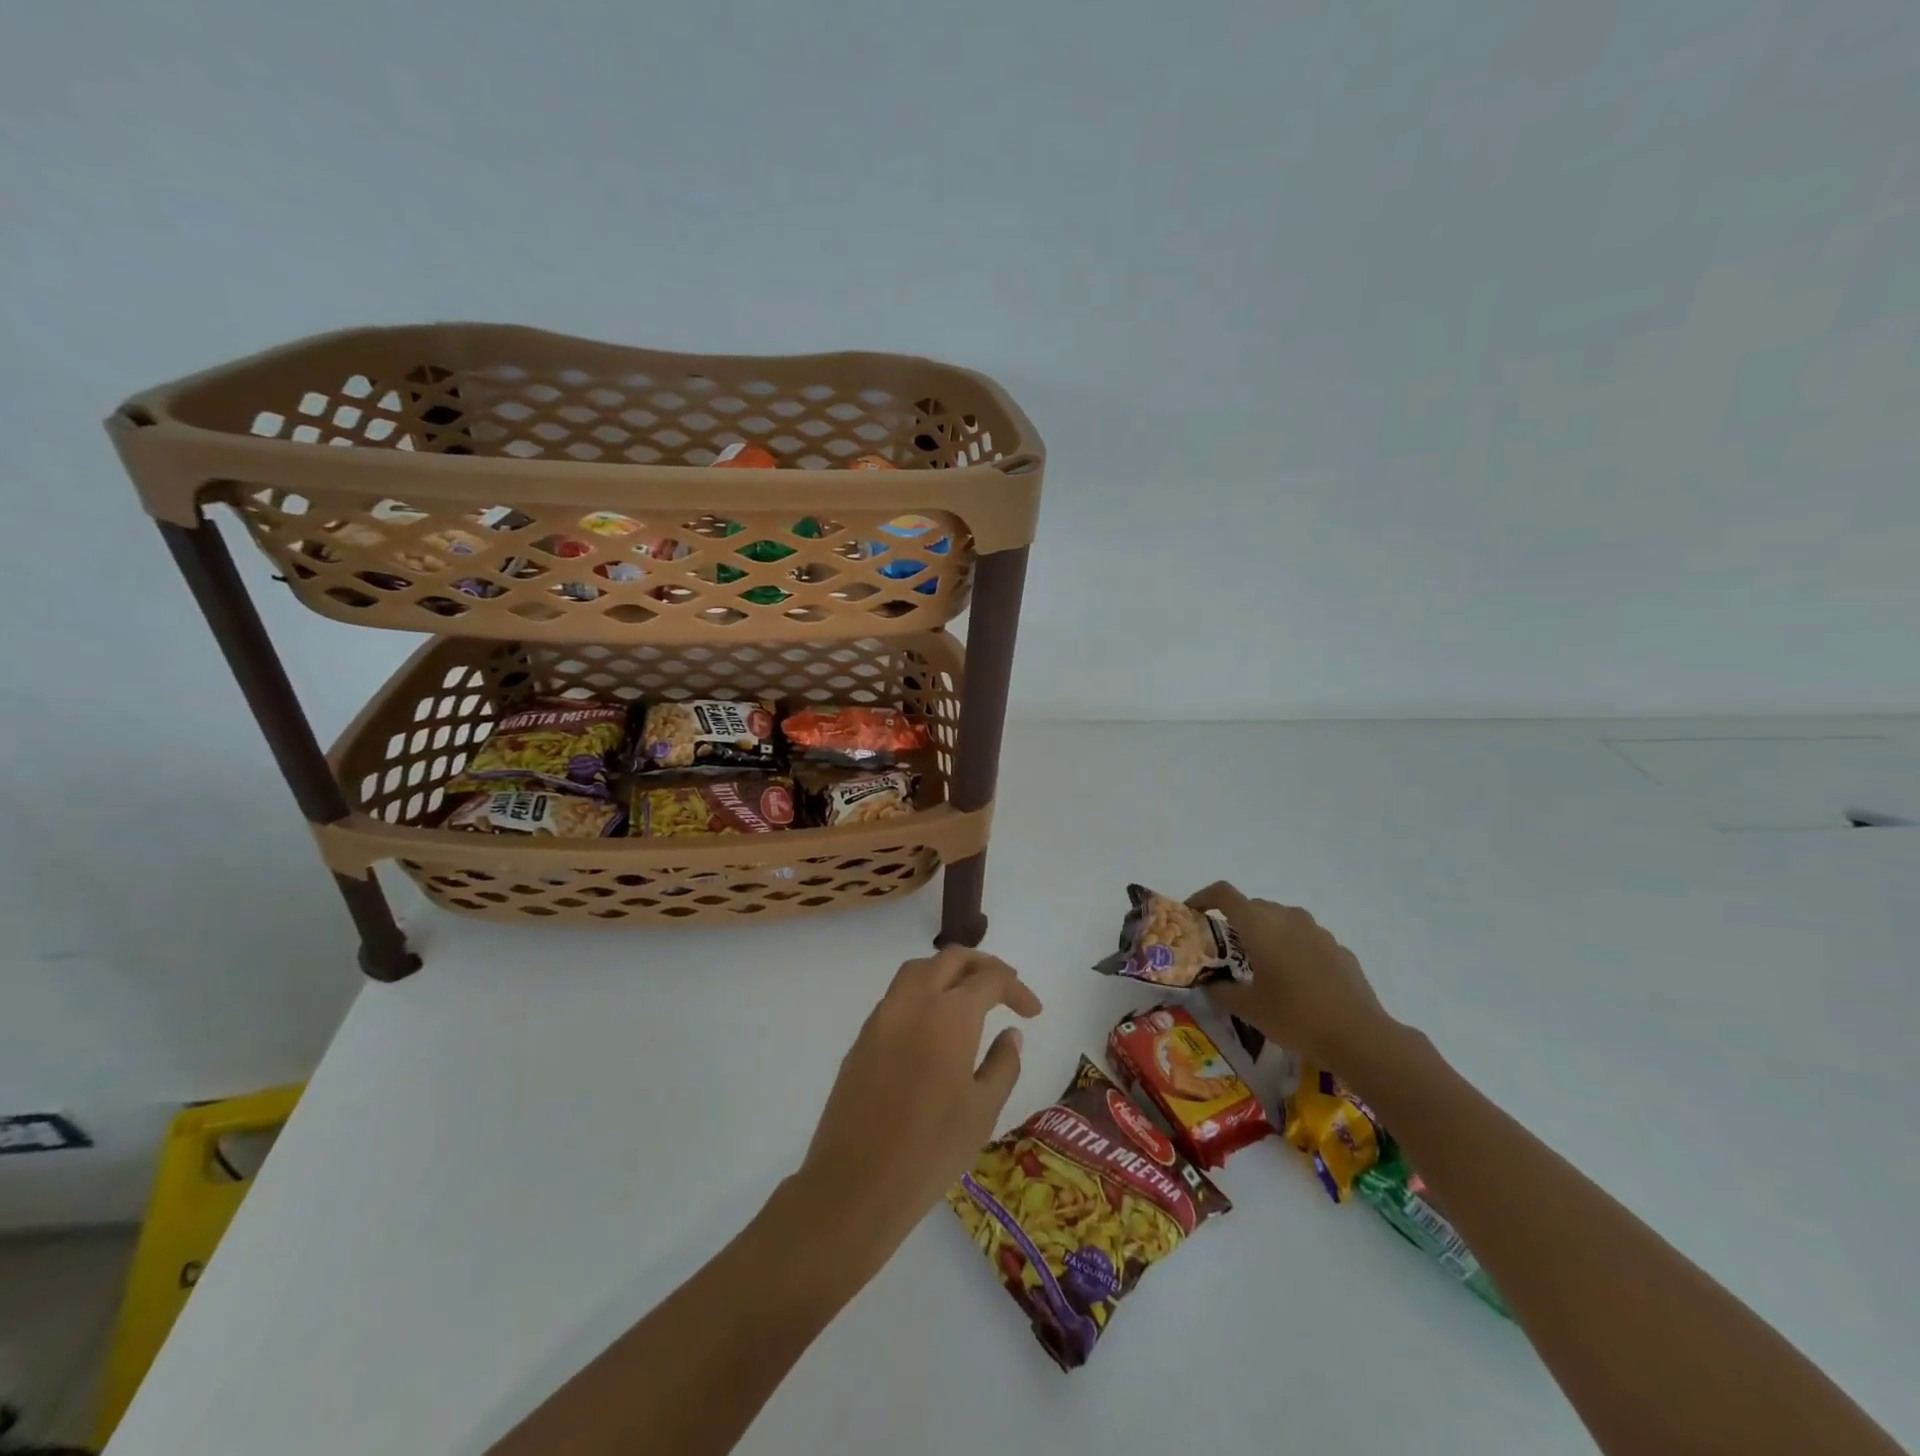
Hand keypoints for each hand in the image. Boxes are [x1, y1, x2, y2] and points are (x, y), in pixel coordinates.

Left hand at [797, 948, 1042, 1258]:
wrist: (855, 1183)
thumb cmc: (930, 1150)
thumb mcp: (982, 1111)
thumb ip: (1002, 1064)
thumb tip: (1010, 1034)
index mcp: (950, 1014)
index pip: (990, 979)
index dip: (1016, 989)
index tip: (1033, 1013)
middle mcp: (914, 1001)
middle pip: (951, 959)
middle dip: (983, 966)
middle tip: (1006, 988)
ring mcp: (883, 1016)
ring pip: (918, 970)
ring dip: (948, 971)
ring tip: (969, 996)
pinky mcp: (863, 1037)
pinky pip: (897, 996)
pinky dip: (922, 992)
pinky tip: (934, 1024)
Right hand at [1187, 882, 1393, 1070]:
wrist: (1359, 1036)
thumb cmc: (1295, 1016)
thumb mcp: (1248, 1009)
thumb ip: (1221, 991)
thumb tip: (1209, 985)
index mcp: (1259, 925)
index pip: (1224, 893)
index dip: (1203, 897)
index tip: (1193, 913)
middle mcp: (1287, 918)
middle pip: (1253, 906)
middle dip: (1236, 921)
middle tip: (1227, 950)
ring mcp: (1317, 931)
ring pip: (1282, 920)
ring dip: (1267, 934)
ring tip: (1262, 966)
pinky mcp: (1339, 949)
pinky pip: (1307, 939)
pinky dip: (1294, 950)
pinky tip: (1297, 982)